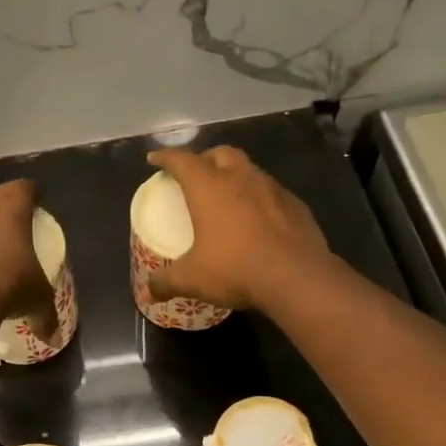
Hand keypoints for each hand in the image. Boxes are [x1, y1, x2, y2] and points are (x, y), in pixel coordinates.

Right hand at [145, 146, 333, 311]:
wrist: (296, 277)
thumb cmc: (235, 269)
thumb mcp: (192, 278)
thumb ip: (166, 282)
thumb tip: (148, 292)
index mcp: (208, 187)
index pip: (181, 160)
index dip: (165, 157)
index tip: (155, 159)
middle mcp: (240, 177)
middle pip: (220, 154)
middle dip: (205, 159)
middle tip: (196, 175)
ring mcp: (271, 188)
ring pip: (248, 169)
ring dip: (234, 175)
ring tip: (226, 195)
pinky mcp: (295, 204)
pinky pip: (271, 191)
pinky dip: (258, 197)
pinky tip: (257, 217)